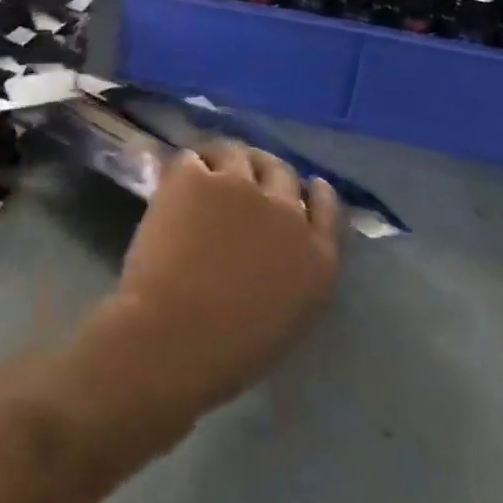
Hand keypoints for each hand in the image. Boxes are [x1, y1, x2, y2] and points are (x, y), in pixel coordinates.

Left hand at [98, 140, 343, 418]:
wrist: (176, 334)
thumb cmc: (229, 348)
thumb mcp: (287, 314)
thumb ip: (292, 271)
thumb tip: (272, 246)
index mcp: (318, 257)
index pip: (326, 207)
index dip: (311, 192)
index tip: (302, 186)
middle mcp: (286, 212)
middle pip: (281, 171)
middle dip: (263, 171)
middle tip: (240, 176)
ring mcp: (241, 187)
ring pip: (237, 153)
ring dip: (224, 160)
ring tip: (206, 170)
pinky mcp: (197, 177)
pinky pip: (194, 157)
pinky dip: (186, 167)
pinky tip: (176, 182)